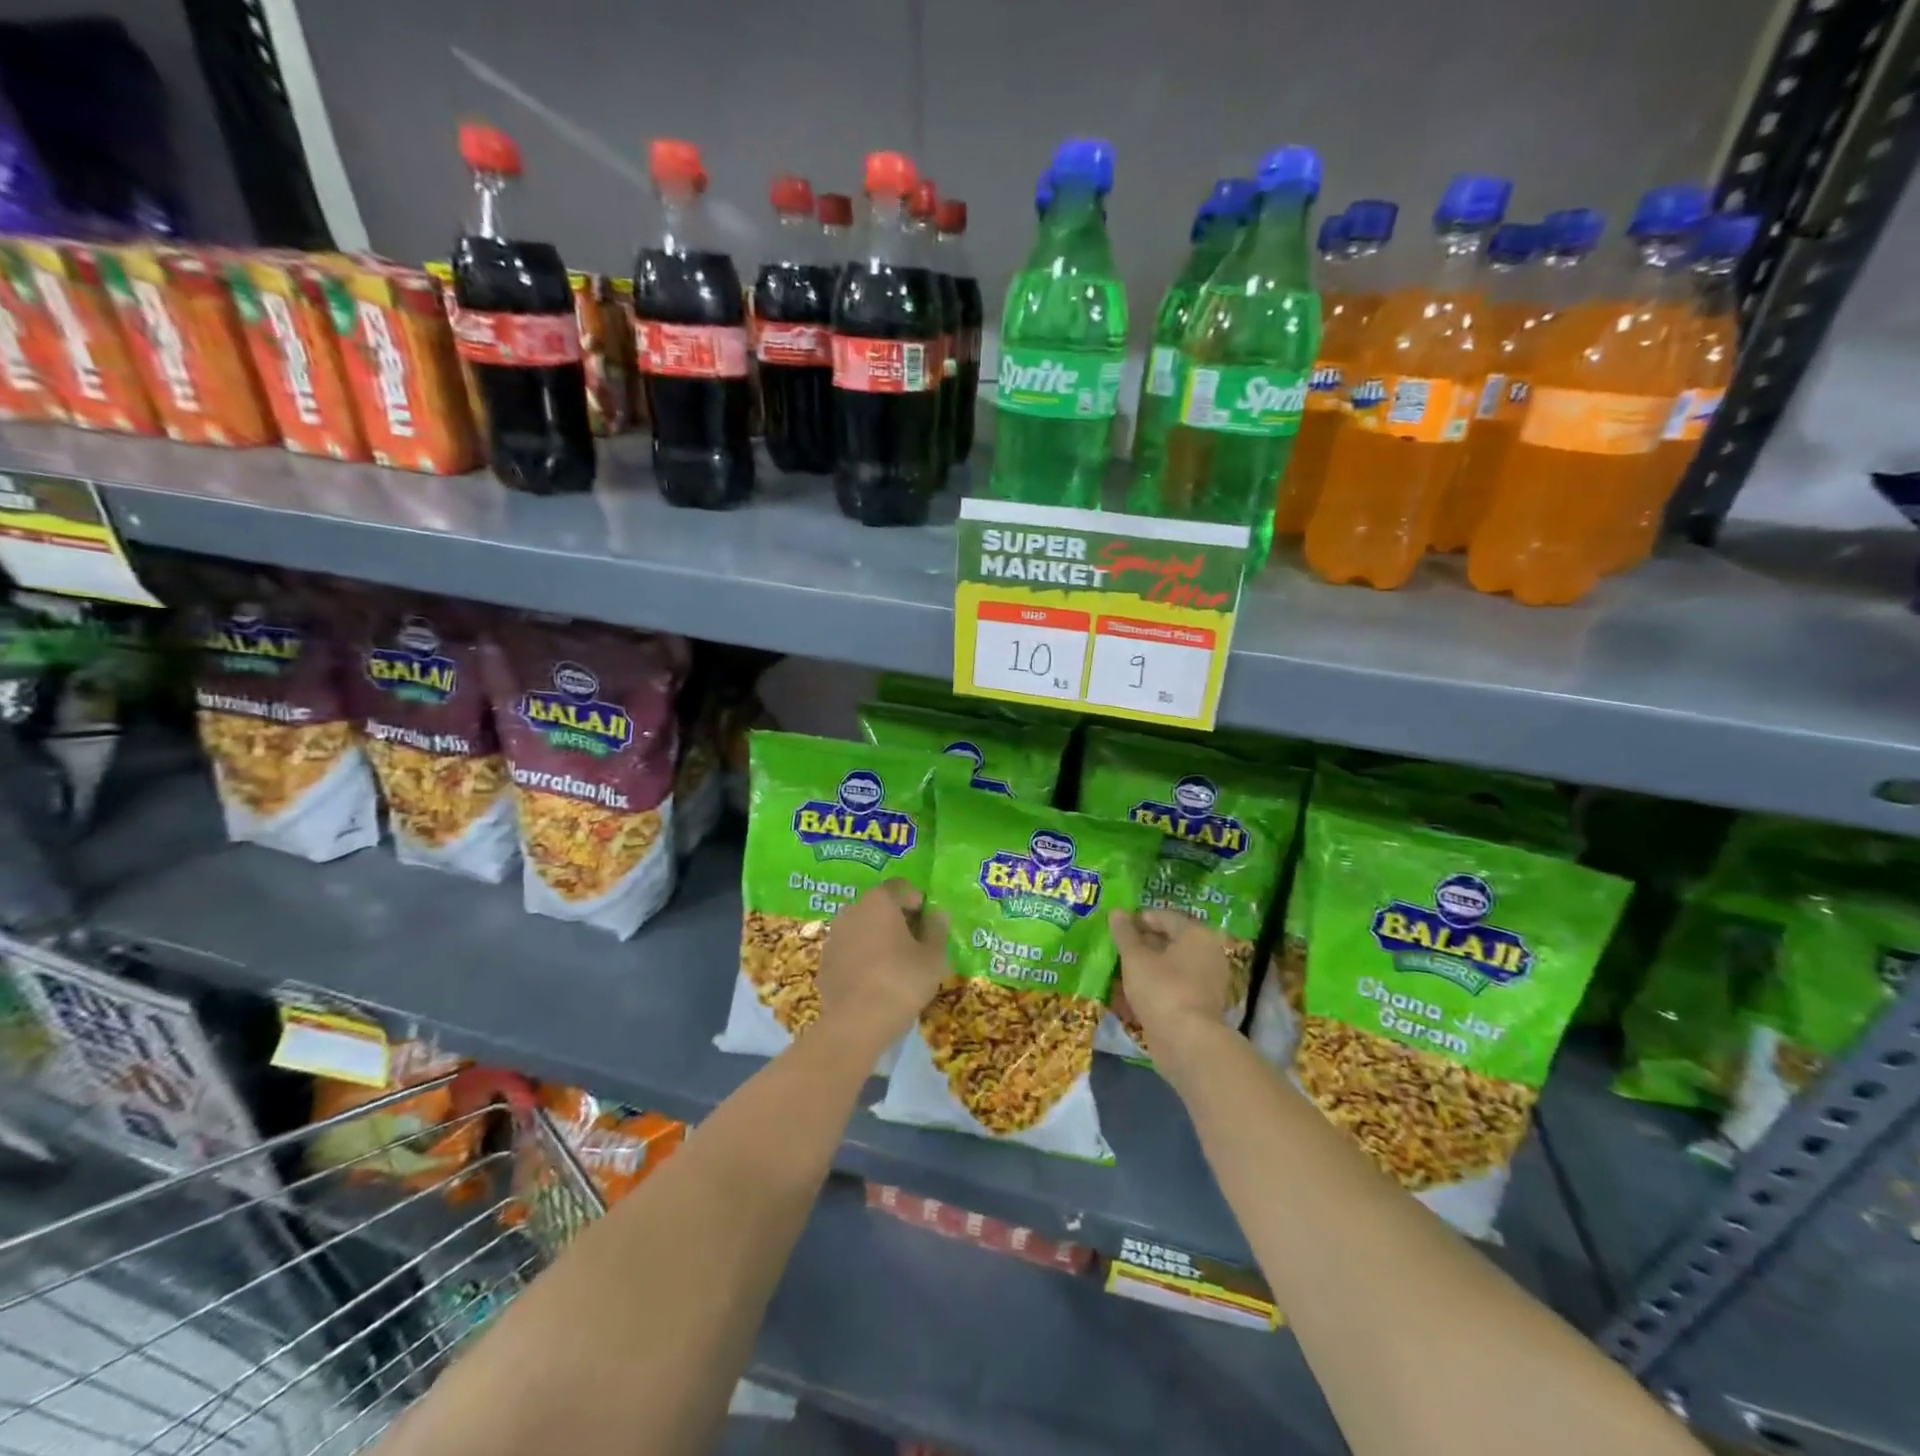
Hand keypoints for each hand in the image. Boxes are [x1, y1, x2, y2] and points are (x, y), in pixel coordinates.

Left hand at [815, 880, 950, 1057]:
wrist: (856, 1023)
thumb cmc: (902, 981)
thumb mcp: (933, 957)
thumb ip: (937, 929)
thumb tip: (937, 914)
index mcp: (879, 901)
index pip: (901, 887)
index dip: (917, 902)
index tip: (929, 924)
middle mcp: (852, 910)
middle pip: (879, 906)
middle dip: (897, 919)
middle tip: (915, 944)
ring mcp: (834, 936)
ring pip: (862, 928)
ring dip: (877, 938)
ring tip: (894, 964)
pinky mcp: (824, 962)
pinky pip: (849, 951)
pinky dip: (861, 958)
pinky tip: (874, 981)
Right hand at [1110, 909, 1232, 1073]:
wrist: (1187, 1043)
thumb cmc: (1162, 989)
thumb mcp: (1135, 958)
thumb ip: (1125, 934)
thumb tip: (1116, 912)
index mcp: (1197, 935)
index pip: (1165, 917)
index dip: (1138, 919)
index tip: (1116, 928)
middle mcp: (1207, 954)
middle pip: (1169, 941)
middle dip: (1141, 944)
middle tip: (1116, 948)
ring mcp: (1206, 981)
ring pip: (1170, 966)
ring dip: (1145, 967)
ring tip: (1118, 971)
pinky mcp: (1199, 1005)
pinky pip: (1173, 987)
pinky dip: (1154, 986)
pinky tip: (1131, 993)